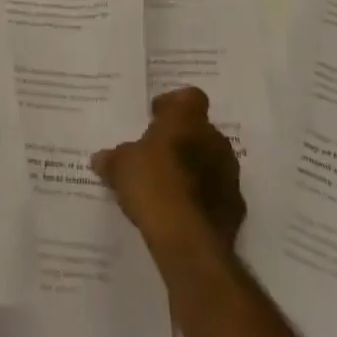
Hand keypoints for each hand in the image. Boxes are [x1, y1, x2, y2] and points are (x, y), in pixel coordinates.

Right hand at [91, 86, 245, 253]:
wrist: (189, 241)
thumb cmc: (152, 185)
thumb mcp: (120, 168)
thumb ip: (112, 159)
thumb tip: (100, 158)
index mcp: (186, 119)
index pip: (189, 96)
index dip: (173, 104)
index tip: (156, 117)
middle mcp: (213, 139)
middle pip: (201, 129)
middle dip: (183, 139)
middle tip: (159, 153)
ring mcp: (229, 174)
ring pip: (212, 161)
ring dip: (196, 168)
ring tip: (170, 186)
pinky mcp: (236, 207)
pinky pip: (218, 193)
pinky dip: (204, 198)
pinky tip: (184, 212)